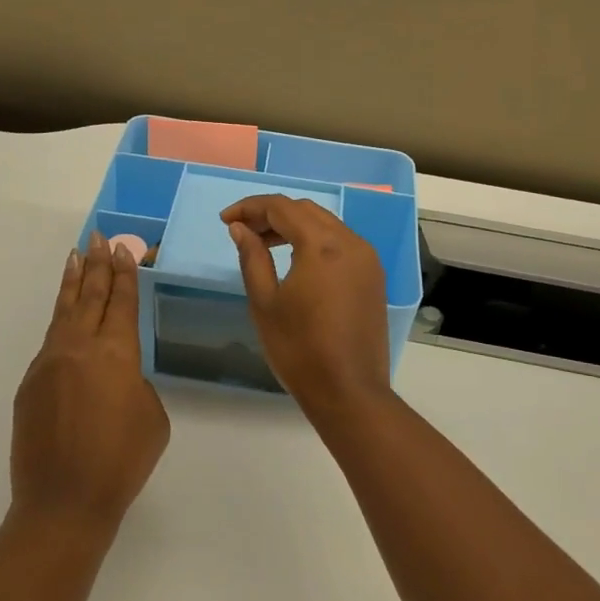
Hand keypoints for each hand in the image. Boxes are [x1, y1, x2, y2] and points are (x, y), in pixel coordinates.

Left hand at [10, 235, 169, 535]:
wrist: (63, 502)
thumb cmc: (122, 462)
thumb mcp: (152, 417)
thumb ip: (135, 382)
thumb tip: (116, 373)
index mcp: (116, 354)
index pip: (121, 302)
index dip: (124, 274)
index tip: (122, 249)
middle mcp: (80, 348)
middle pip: (91, 296)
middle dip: (97, 265)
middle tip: (99, 238)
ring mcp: (50, 363)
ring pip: (65, 311)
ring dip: (73, 282)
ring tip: (75, 256)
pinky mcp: (30, 384)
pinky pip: (50, 342)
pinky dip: (60, 320)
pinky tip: (65, 315)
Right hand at [223, 196, 392, 416]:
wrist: (349, 392)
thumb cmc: (300, 349)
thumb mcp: (265, 303)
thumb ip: (252, 258)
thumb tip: (241, 229)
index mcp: (322, 245)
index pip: (282, 208)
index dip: (250, 207)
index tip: (226, 220)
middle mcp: (351, 242)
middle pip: (306, 211)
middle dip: (272, 214)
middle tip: (242, 230)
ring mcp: (367, 259)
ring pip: (326, 224)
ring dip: (294, 227)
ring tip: (264, 244)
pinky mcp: (373, 277)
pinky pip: (341, 243)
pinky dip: (315, 241)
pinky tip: (295, 260)